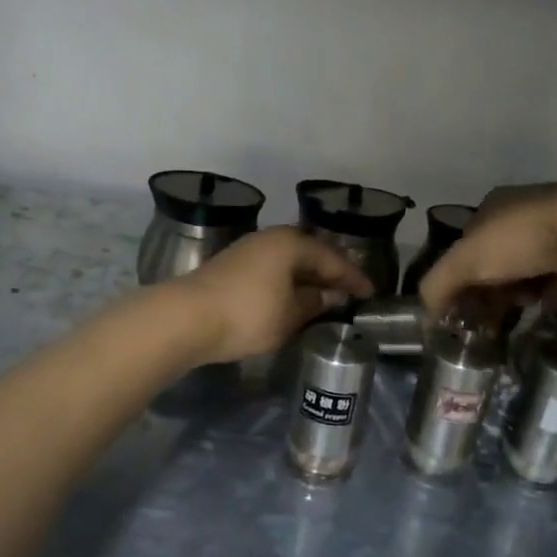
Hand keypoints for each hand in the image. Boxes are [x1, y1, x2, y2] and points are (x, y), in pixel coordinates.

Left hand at [166, 228, 373, 364]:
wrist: (186, 318)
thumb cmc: (248, 314)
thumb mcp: (290, 315)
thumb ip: (315, 303)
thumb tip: (331, 295)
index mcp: (291, 243)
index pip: (332, 258)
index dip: (353, 278)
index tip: (370, 293)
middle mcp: (271, 238)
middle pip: (309, 254)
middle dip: (330, 273)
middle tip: (349, 291)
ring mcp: (248, 250)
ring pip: (288, 262)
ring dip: (307, 278)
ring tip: (324, 296)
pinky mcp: (231, 266)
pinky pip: (272, 269)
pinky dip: (287, 282)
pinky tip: (291, 298)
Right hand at [419, 185, 556, 315]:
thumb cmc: (520, 241)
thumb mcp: (464, 262)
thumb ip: (437, 287)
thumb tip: (425, 316)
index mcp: (491, 206)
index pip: (466, 245)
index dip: (460, 277)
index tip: (462, 307)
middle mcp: (524, 210)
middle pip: (498, 258)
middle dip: (491, 289)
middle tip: (490, 319)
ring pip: (530, 267)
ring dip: (521, 291)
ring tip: (523, 310)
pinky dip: (553, 291)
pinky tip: (550, 305)